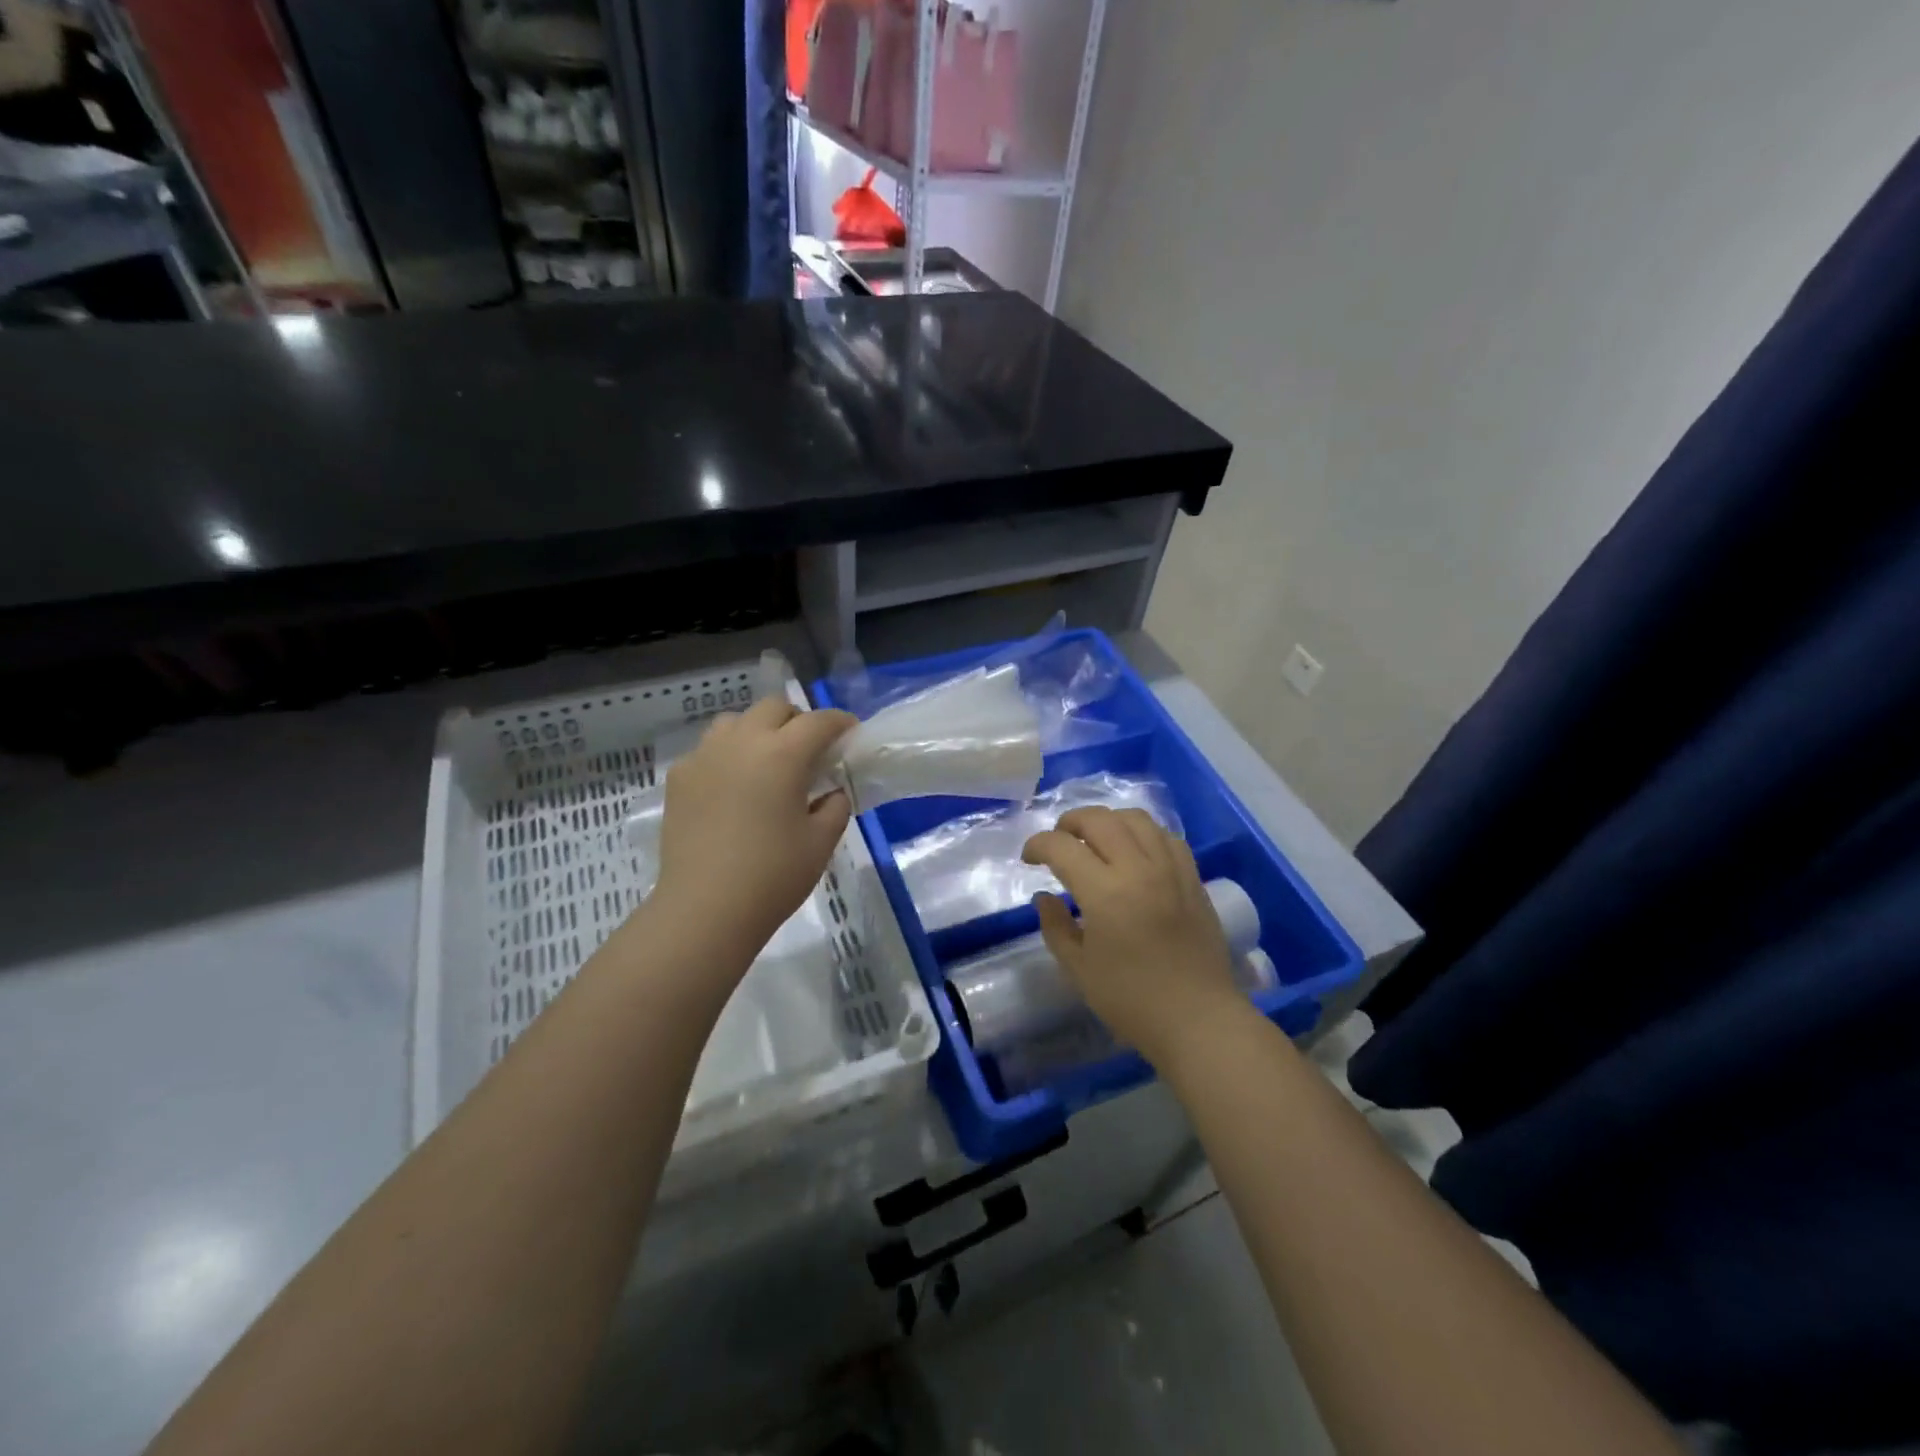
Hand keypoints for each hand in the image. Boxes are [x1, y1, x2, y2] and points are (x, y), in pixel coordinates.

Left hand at [651, 695, 855, 961]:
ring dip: (758, 730)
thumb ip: (835, 806)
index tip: (851, 734)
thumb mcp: (821, 842)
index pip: (819, 721)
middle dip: (798, 720)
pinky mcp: (679, 777)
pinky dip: (727, 755)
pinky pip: (708, 749)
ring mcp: (704, 756)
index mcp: (783, 754)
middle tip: (810, 751)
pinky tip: (732, 787)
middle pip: (774, 708)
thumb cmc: (773, 876)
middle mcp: (742, 742)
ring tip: (766, 762)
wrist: (704, 909)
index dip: (840, 723)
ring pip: (735, 721)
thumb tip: (831, 792)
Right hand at [1022, 807, 1246, 1068]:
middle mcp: (1138, 869)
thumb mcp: (1079, 969)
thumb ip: (1055, 926)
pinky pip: (1165, 836)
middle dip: (1069, 822)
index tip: (1028, 859)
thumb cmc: (1132, 1001)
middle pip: (1099, 819)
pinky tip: (1133, 851)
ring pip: (1135, 819)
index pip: (1062, 847)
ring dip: (1107, 821)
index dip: (1037, 845)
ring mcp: (1170, 870)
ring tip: (1095, 840)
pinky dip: (1142, 833)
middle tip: (1058, 842)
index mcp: (1105, 893)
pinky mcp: (1193, 878)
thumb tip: (1044, 897)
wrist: (1199, 1020)